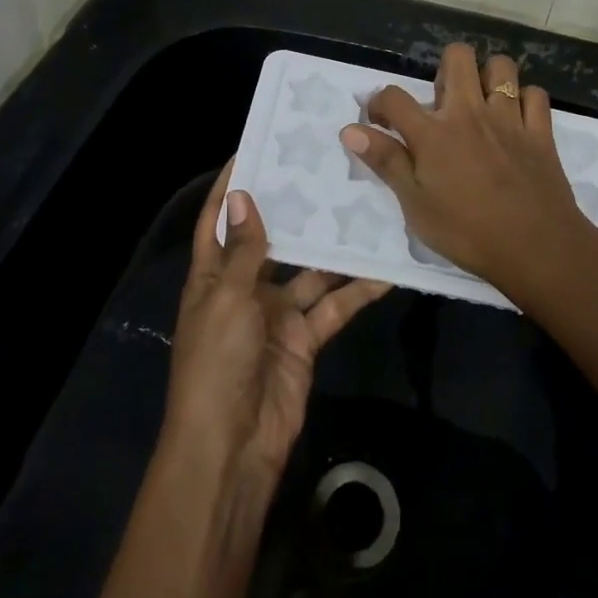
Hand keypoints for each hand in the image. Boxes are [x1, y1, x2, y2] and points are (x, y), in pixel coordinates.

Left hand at [161, 164, 390, 489]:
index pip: (218, 221)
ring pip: (310, 271)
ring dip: (333, 248)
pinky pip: (333, 306)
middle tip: (325, 169)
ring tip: (363, 208)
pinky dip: (357, 290)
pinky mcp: (305, 339)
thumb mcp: (227, 299)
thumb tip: (242, 194)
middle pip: (271, 240)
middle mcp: (245, 289)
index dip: (230, 188)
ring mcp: (277, 314)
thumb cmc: (216, 363)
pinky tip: (384, 268)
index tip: (253, 149)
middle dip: (293, 210)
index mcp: (212, 277)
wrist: (233, 448)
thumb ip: (244, 250)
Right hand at [339, 43, 586, 293]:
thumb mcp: (416, 206)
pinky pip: (535, 94)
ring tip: (481, 102)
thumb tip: (350, 130)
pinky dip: (524, 100)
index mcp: (434, 134)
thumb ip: (386, 162)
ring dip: (488, 77)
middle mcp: (469, 113)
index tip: (380, 120)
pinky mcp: (540, 131)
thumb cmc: (468, 232)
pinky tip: (517, 119)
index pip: (394, 97)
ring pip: (501, 67)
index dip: (379, 102)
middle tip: (443, 102)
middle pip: (457, 57)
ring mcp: (509, 118)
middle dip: (445, 68)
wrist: (537, 248)